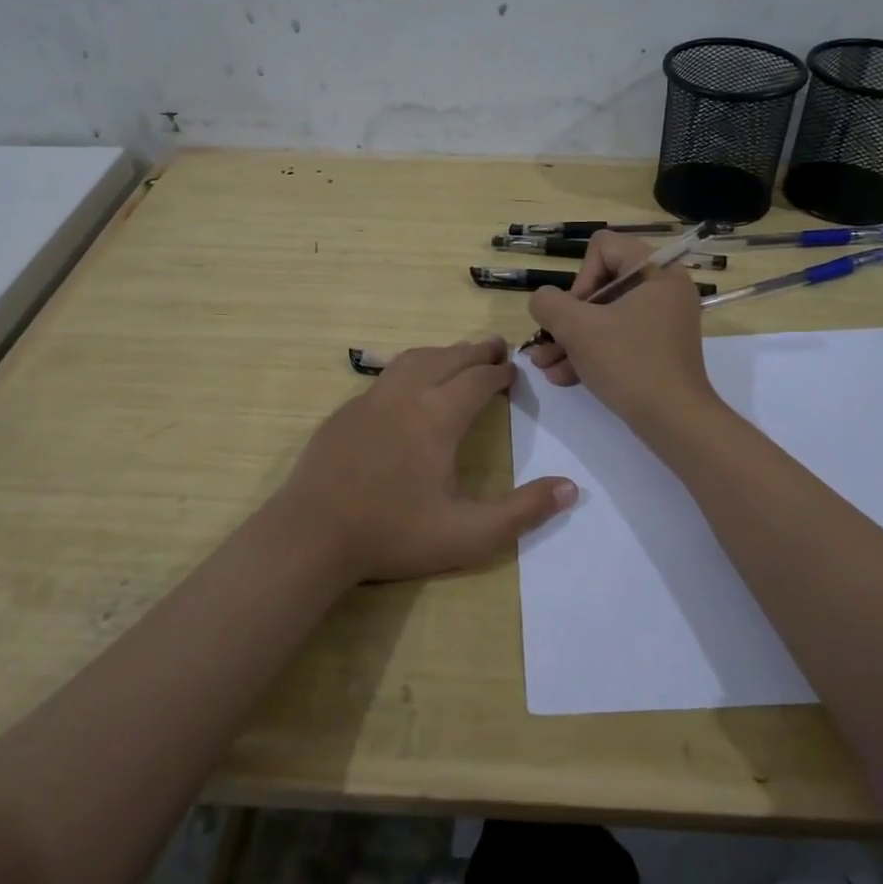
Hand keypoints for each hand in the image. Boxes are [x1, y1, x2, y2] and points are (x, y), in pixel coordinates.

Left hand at [278, 336, 575, 584]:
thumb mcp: (469, 535)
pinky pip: (386, 378)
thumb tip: (571, 489)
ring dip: (441, 354)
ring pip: (413, 360)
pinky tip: (408, 391)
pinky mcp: (344, 413)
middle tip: (495, 348)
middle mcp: (406, 395)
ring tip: (457, 358)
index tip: (512, 371)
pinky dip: (410, 371)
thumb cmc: (394, 534)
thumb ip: (523, 512)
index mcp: (438, 416)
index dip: (498, 373)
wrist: (312, 535)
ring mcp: (370, 401)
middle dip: (475, 351)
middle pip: (447, 359)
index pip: (477, 380)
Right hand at [525, 232, 720, 436]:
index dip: (580, 277)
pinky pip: (617, 338)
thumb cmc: (628, 363)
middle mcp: (663, 289)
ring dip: (570, 339)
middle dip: (567, 317)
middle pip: (600, 284)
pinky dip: (591, 353)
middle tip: (550, 342)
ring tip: (544, 365)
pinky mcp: (657, 348)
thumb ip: (549, 304)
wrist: (674, 420)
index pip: (603, 247)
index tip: (575, 312)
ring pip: (604, 316)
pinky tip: (562, 377)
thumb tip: (543, 300)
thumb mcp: (578, 328)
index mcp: (656, 270)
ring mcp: (662, 320)